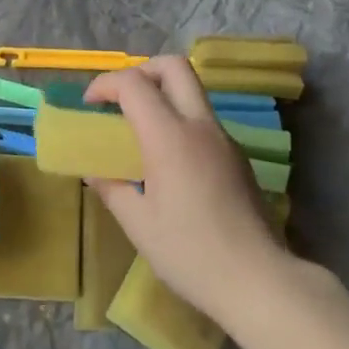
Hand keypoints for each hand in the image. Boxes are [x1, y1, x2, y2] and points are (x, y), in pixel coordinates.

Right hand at [85, 56, 285, 323]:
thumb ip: (112, 189)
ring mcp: (224, 140)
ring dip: (162, 95)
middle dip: (141, 70)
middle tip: (120, 98)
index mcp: (170, 138)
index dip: (105, 84)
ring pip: (193, 92)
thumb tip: (95, 172)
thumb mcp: (139, 224)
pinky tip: (167, 160)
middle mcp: (200, 127)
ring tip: (138, 131)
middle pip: (174, 67)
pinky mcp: (238, 157)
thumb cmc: (190, 253)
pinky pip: (203, 120)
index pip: (134, 84)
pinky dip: (179, 120)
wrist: (258, 280)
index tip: (89, 105)